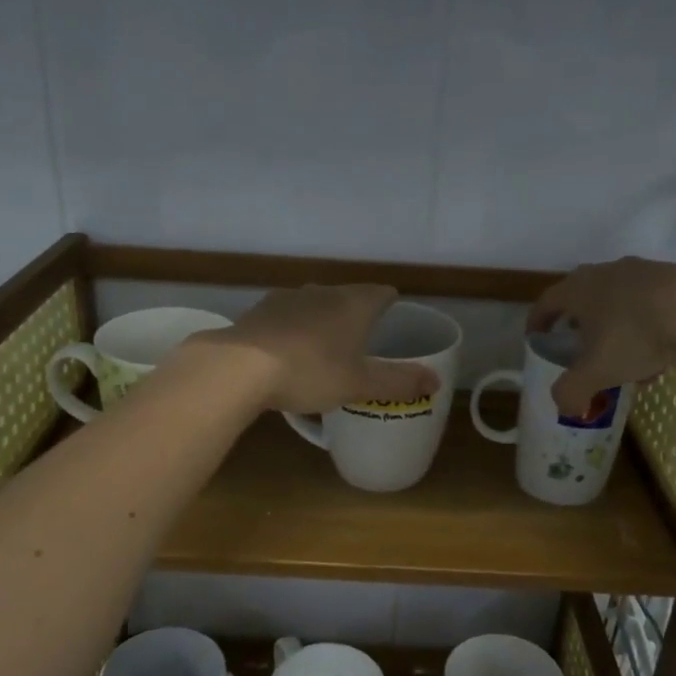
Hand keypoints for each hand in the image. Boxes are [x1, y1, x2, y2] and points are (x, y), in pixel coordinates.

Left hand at [196, 284, 439, 414]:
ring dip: (322, 321)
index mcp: (353, 304)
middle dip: (356, 314)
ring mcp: (286, 298)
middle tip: (363, 340)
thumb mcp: (360, 383)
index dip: (390, 303)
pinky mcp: (259, 312)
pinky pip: (285, 318)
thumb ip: (398, 382)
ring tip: (325, 347)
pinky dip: (293, 330)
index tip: (394, 316)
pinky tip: (288, 351)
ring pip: (314, 305)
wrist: (239, 367)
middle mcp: (322, 292)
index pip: (381, 293)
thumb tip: (435, 382)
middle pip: (347, 296)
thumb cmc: (311, 372)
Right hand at [529, 258, 675, 415]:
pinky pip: (651, 303)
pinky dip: (648, 326)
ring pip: (620, 302)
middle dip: (581, 326)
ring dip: (617, 330)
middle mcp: (606, 272)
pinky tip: (662, 353)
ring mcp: (644, 270)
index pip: (547, 302)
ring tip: (629, 362)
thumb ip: (571, 391)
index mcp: (578, 288)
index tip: (537, 339)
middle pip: (584, 299)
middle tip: (583, 350)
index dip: (538, 322)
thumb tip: (565, 406)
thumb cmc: (635, 337)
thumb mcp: (596, 373)